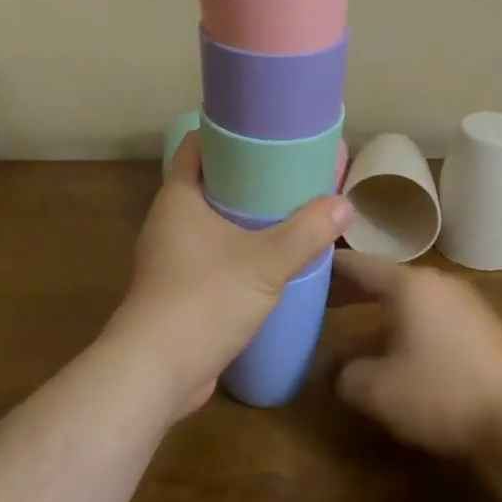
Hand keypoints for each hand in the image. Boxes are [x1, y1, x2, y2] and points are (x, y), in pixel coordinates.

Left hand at [106, 133, 350, 419]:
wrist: (157, 372)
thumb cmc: (205, 299)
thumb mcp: (266, 262)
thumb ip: (307, 232)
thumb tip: (344, 204)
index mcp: (178, 198)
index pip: (197, 145)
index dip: (227, 132)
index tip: (263, 130)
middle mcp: (168, 220)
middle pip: (208, 181)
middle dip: (245, 175)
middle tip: (287, 170)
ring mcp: (170, 256)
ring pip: (210, 221)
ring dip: (242, 215)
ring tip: (284, 210)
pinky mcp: (177, 288)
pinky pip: (210, 253)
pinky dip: (235, 248)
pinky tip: (267, 257)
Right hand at [332, 251, 501, 456]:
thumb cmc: (442, 392)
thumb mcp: (379, 390)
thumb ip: (346, 375)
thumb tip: (337, 370)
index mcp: (408, 284)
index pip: (358, 264)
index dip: (328, 267)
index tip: (304, 267)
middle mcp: (436, 282)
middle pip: (384, 277)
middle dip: (352, 288)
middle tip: (320, 297)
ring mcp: (463, 301)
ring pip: (410, 296)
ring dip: (380, 306)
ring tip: (354, 321)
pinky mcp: (481, 326)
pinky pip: (431, 313)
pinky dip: (406, 320)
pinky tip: (398, 345)